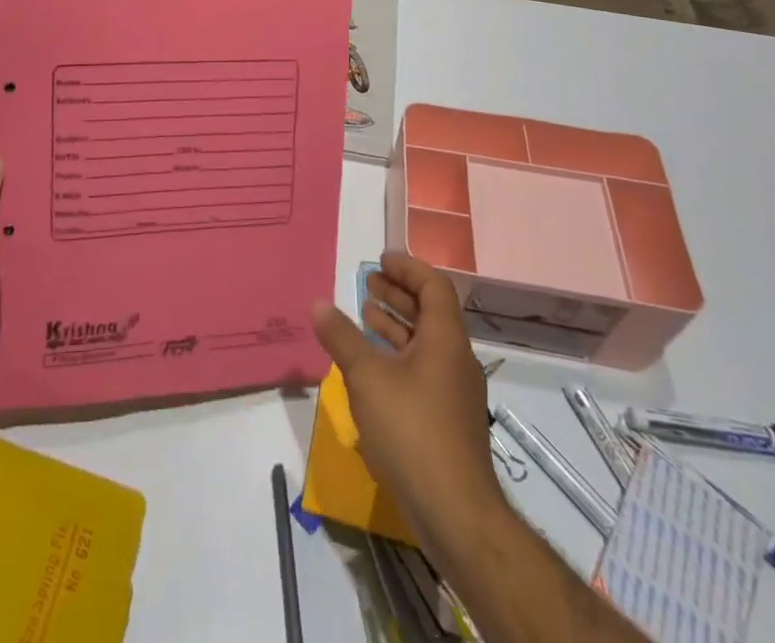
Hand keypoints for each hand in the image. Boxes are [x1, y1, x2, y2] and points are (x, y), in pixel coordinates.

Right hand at [311, 251, 502, 549]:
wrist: (455, 513)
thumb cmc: (412, 431)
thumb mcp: (367, 377)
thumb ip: (342, 337)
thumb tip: (319, 304)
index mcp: (446, 339)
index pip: (433, 285)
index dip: (407, 268)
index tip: (380, 260)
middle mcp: (456, 359)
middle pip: (430, 312)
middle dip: (398, 294)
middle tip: (367, 283)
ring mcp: (454, 392)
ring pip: (426, 343)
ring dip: (396, 325)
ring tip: (364, 315)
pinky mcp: (448, 420)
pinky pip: (423, 369)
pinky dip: (399, 355)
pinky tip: (372, 367)